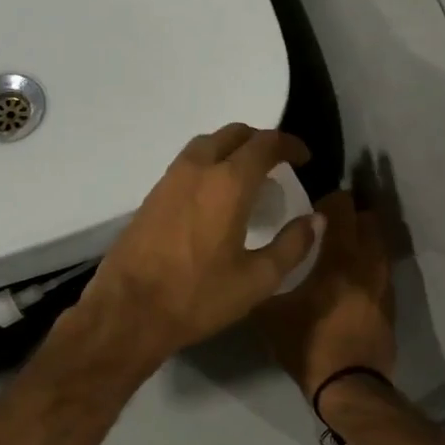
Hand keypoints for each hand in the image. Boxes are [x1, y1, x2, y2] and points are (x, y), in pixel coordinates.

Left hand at [75, 125, 322, 368]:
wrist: (129, 310)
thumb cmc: (198, 296)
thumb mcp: (257, 279)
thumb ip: (292, 245)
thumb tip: (315, 219)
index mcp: (229, 182)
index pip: (266, 143)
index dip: (290, 145)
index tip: (304, 159)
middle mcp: (198, 168)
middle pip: (234, 134)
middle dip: (261, 141)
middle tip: (278, 164)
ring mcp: (170, 179)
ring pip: (206, 144)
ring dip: (232, 149)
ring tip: (248, 176)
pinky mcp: (152, 194)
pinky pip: (188, 162)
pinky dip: (209, 163)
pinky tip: (216, 194)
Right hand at [255, 190, 395, 398]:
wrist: (350, 388)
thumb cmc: (308, 346)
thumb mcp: (270, 316)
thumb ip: (264, 284)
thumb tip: (254, 269)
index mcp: (339, 260)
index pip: (343, 211)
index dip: (331, 199)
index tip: (314, 202)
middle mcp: (367, 265)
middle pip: (369, 222)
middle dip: (351, 214)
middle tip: (328, 220)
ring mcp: (384, 286)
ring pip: (380, 246)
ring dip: (364, 238)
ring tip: (342, 245)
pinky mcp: (390, 306)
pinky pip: (382, 271)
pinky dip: (370, 263)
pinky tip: (353, 275)